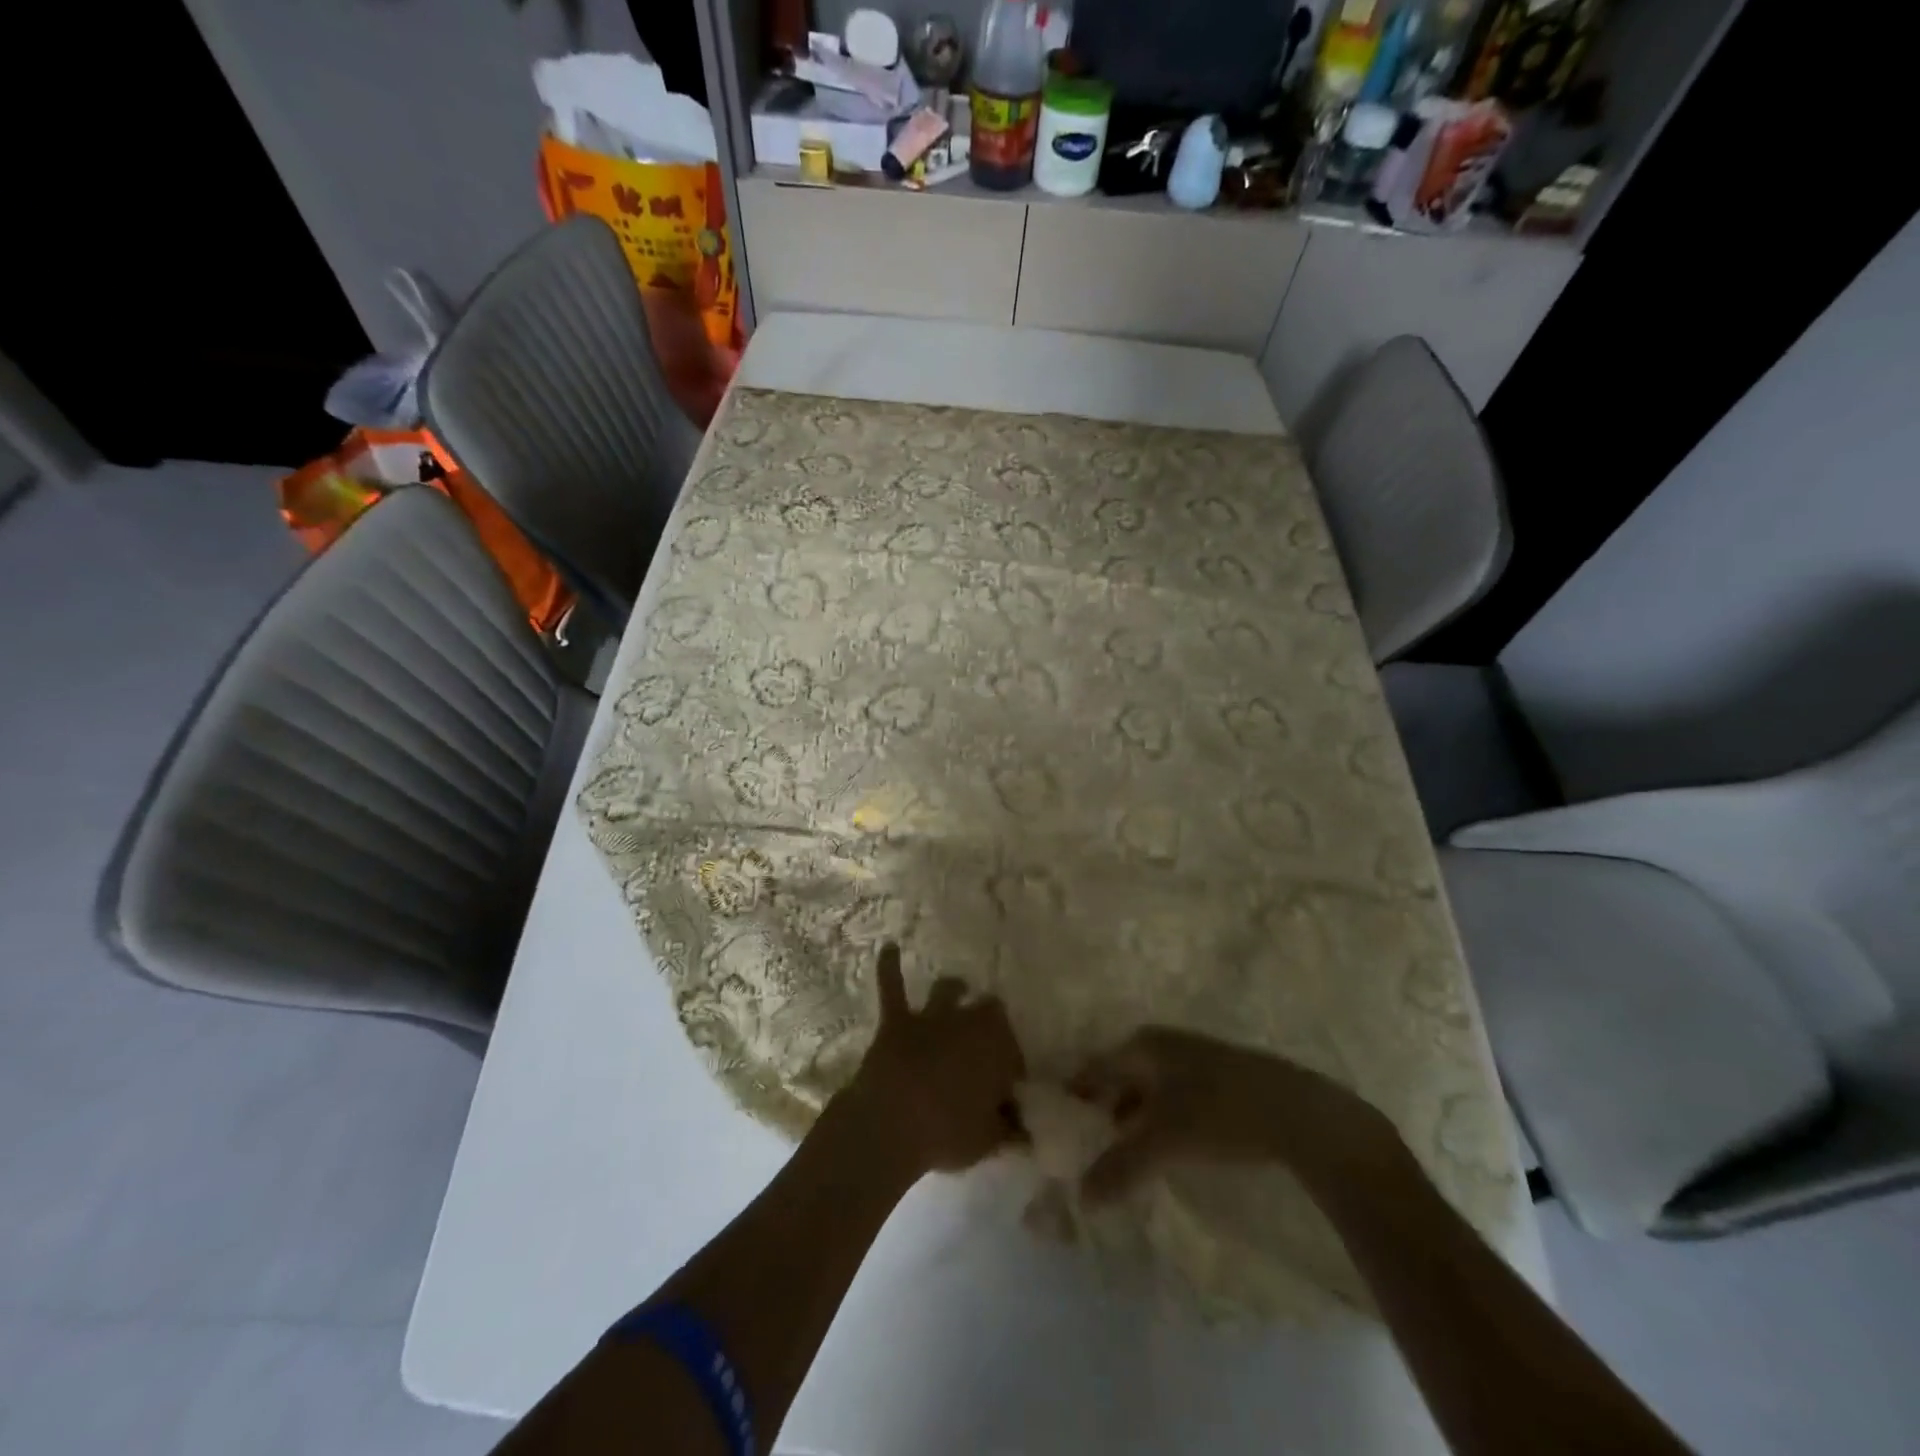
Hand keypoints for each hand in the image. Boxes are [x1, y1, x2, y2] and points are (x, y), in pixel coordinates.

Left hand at [845, 944, 1025, 1176]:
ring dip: (955, 990)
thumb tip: (1025, 1129)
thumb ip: (1007, 1129)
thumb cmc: (946, 1133)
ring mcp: (930, 1017)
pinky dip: (890, 966)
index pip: (1013, 1051)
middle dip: (991, 1023)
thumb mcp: (988, 1140)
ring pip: (948, 990)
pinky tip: (890, 947)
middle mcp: (967, 1022)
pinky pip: (893, 986)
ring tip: (959, 988)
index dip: (1012, 1068)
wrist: (890, 1124)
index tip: (1008, 1090)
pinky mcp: (896, 1020)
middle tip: (987, 1045)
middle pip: (988, 1012)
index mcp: (996, 1048)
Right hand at [1069, 1026, 1396, 1200]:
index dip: (1074, 1096)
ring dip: (1131, 1117)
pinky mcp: (1219, 1078)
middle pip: (1119, 1076)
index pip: (1093, 1068)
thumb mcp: (1163, 1143)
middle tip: (1085, 1145)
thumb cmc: (1218, 1114)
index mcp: (1142, 1046)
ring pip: (1148, 1088)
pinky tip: (1163, 1148)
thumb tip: (1081, 1197)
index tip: (1056, 1125)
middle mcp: (1162, 1044)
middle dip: (1102, 1109)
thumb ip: (1119, 1168)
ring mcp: (1194, 1058)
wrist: (1300, 1113)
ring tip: (1120, 1153)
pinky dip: (1158, 1120)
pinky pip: (1172, 1097)